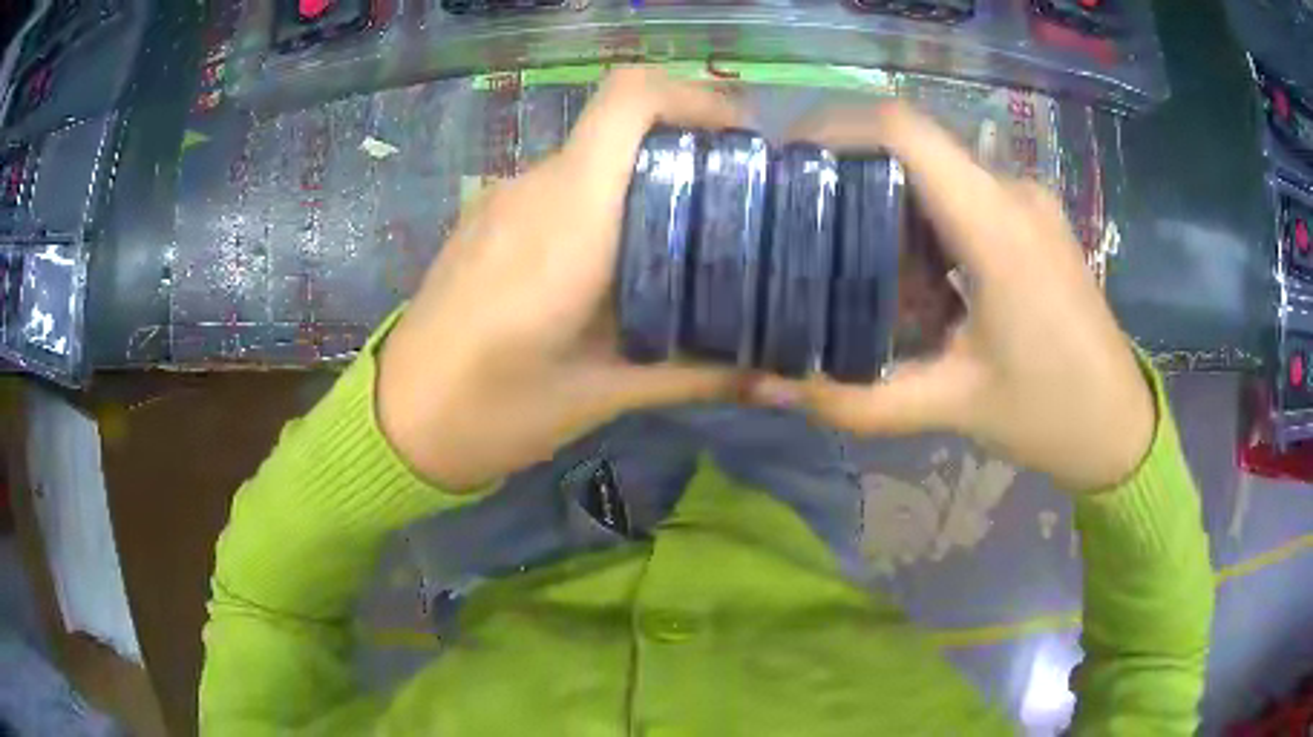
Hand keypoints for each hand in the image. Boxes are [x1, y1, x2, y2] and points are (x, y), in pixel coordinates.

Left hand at [378, 68, 742, 489]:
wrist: (399, 422)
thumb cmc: (494, 411)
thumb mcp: (603, 396)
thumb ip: (696, 375)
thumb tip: (778, 378)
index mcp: (569, 220)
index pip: (628, 100)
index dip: (693, 95)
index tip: (739, 136)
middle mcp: (535, 188)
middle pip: (622, 125)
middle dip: (686, 144)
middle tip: (736, 198)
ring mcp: (502, 198)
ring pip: (591, 156)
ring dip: (644, 176)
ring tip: (682, 237)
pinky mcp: (485, 217)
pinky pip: (559, 186)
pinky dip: (602, 200)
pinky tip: (612, 260)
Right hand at [751, 103, 1153, 492]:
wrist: (1120, 425)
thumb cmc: (1050, 413)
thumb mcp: (954, 406)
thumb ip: (862, 399)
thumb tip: (779, 388)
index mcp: (996, 227)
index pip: (905, 131)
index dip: (837, 126)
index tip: (787, 157)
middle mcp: (1013, 193)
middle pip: (915, 151)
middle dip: (857, 180)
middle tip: (812, 231)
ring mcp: (1029, 203)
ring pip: (940, 176)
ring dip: (895, 211)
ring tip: (867, 273)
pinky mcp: (1036, 221)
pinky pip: (967, 197)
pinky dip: (929, 227)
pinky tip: (924, 285)